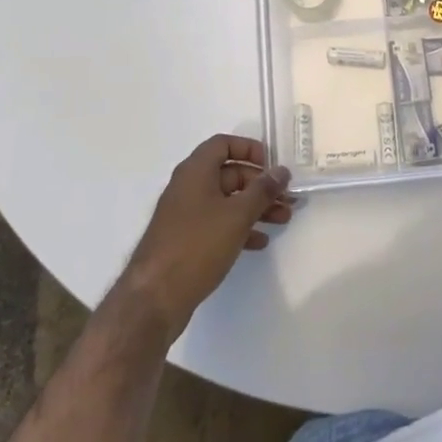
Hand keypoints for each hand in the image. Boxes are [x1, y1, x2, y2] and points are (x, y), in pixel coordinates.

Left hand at [118, 135, 293, 337]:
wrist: (154, 298)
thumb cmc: (197, 245)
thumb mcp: (237, 215)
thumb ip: (262, 190)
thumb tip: (281, 171)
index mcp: (195, 171)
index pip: (223, 144)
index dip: (249, 149)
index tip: (272, 165)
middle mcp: (189, 187)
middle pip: (229, 173)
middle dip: (260, 184)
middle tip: (287, 198)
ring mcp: (186, 215)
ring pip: (226, 201)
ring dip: (255, 207)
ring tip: (283, 219)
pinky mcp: (186, 240)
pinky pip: (218, 224)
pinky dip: (240, 228)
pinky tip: (260, 242)